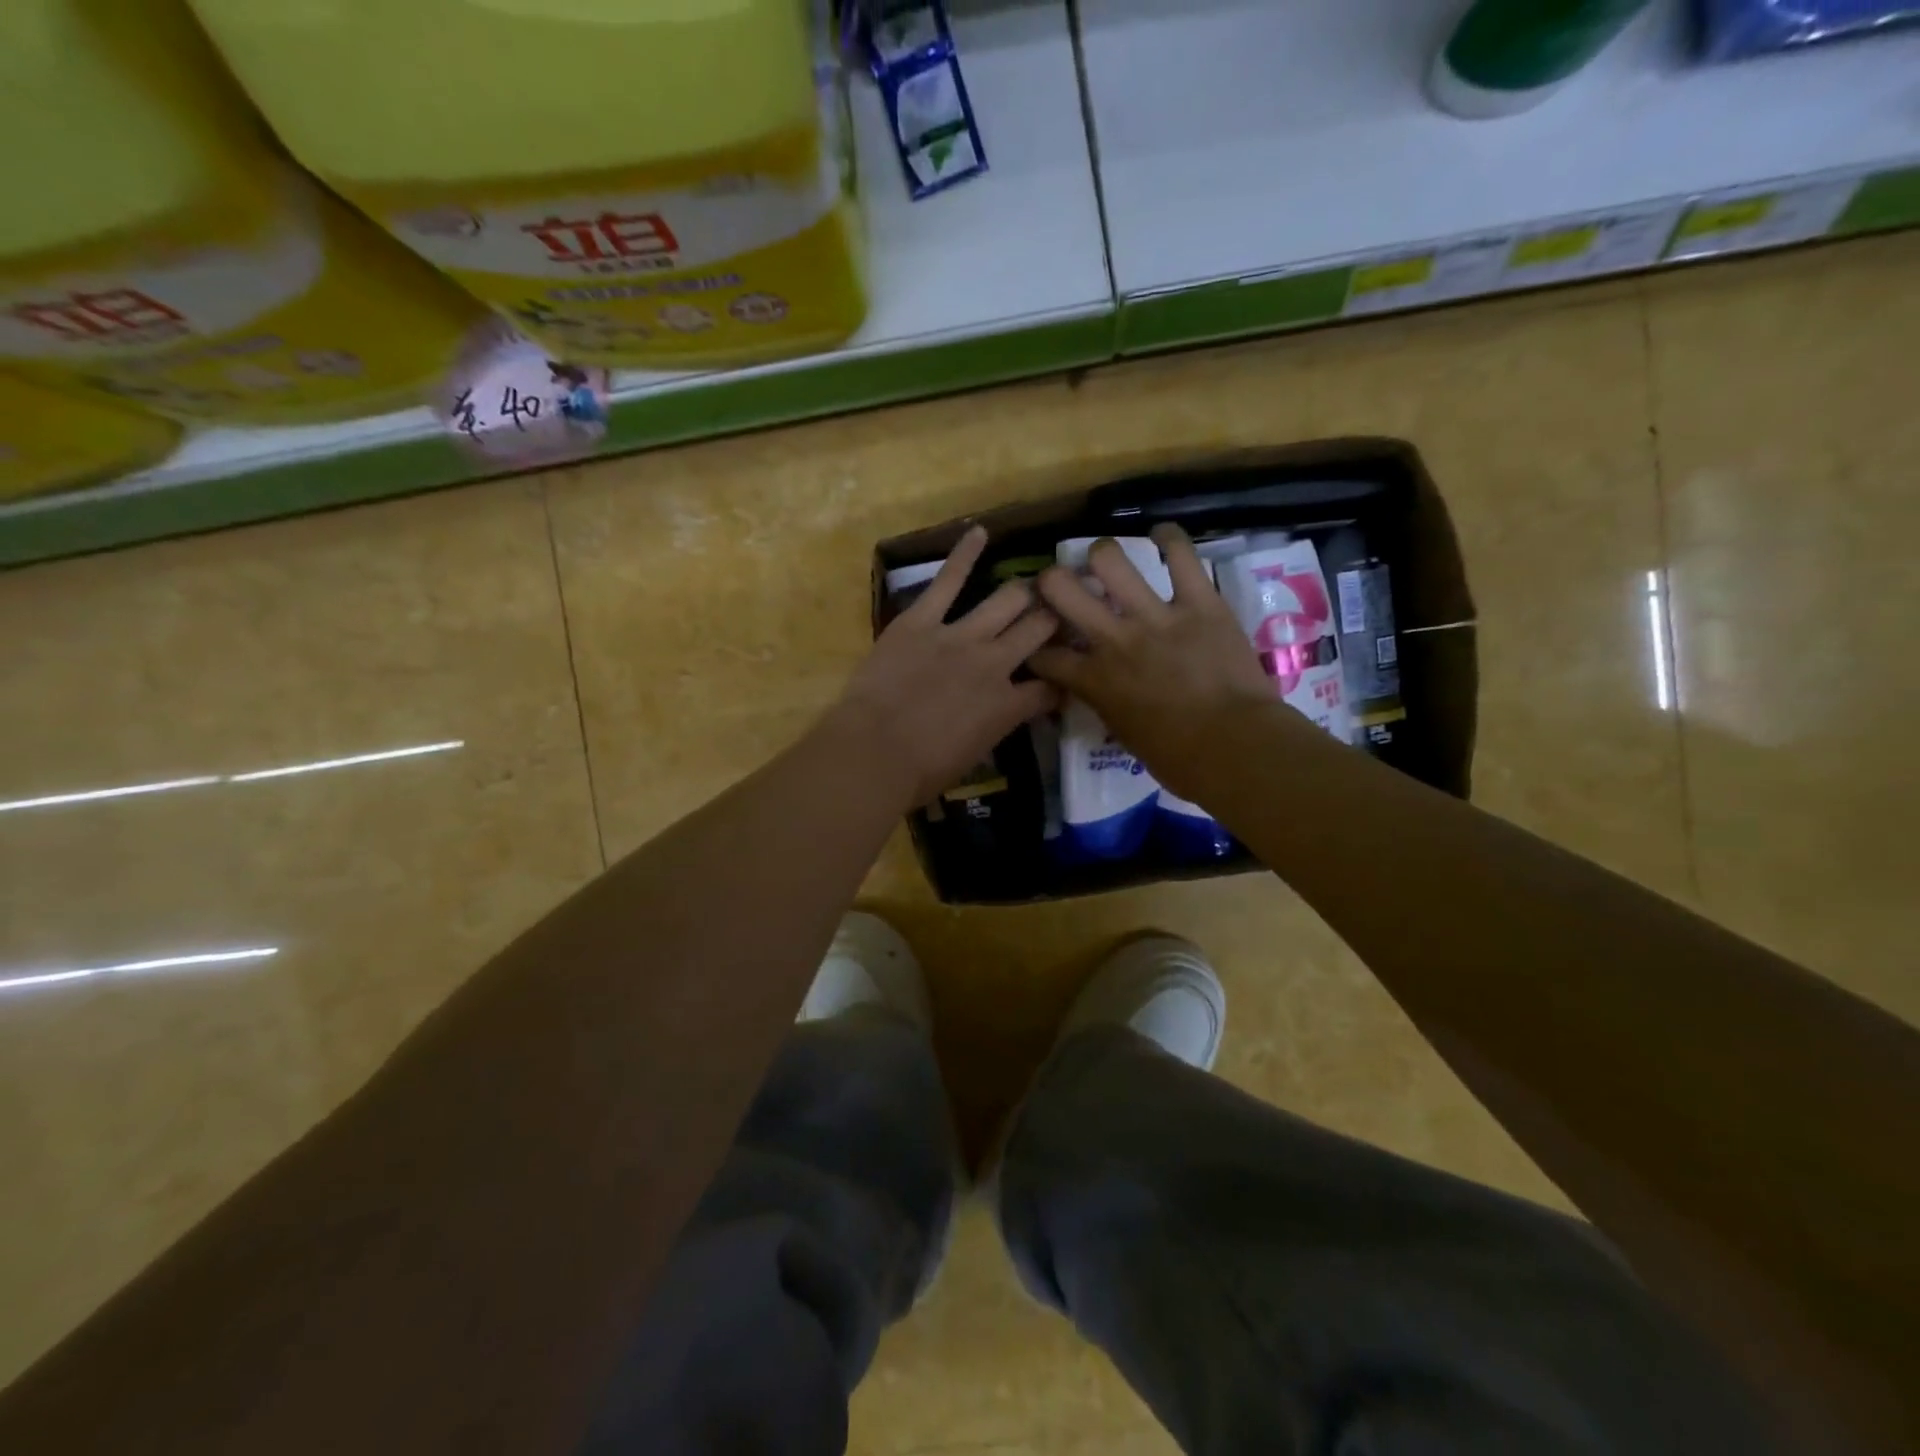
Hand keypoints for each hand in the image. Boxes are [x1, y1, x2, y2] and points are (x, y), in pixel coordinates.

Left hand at [828, 526, 1061, 807]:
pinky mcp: (922, 620)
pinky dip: (964, 554)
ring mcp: (960, 636)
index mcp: (1009, 706)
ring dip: (1024, 592)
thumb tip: (996, 717)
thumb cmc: (919, 772)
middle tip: (1059, 610)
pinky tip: (979, 533)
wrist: (874, 753)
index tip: (1064, 676)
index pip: (1051, 687)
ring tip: (1034, 584)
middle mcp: (996, 664)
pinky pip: (948, 580)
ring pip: (1008, 600)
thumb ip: (992, 729)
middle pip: (1039, 629)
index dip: (1062, 680)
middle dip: (1054, 619)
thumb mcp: (971, 757)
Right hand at [1029, 525, 1298, 800]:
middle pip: (1060, 588)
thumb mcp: (1124, 735)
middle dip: (1051, 581)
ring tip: (1107, 559)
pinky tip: (1163, 535)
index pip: (1044, 654)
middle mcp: (1114, 639)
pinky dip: (1170, 539)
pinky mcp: (1200, 602)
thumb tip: (1102, 691)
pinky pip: (1182, 555)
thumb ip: (1106, 703)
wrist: (1236, 747)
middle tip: (1061, 584)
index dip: (1033, 646)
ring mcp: (1156, 616)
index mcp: (1094, 680)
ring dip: (1102, 555)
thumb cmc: (1178, 759)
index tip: (1037, 643)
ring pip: (1110, 559)